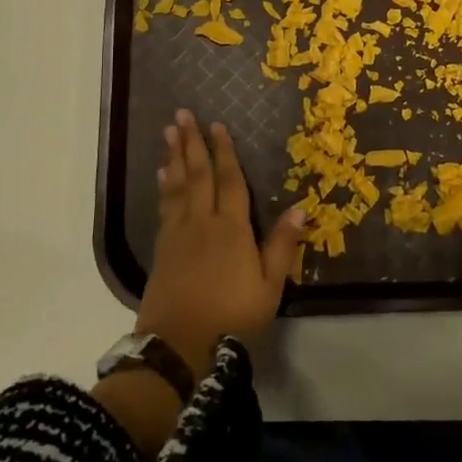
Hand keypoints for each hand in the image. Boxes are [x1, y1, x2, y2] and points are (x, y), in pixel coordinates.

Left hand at [136, 110, 304, 375]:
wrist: (178, 346)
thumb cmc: (231, 317)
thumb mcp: (269, 287)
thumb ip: (282, 246)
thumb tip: (301, 206)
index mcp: (232, 229)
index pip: (229, 181)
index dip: (225, 152)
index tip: (218, 125)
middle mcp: (202, 222)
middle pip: (197, 175)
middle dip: (192, 142)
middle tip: (182, 114)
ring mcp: (178, 234)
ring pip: (177, 185)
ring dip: (174, 156)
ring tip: (169, 132)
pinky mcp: (161, 249)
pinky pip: (164, 206)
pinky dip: (164, 186)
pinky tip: (163, 175)